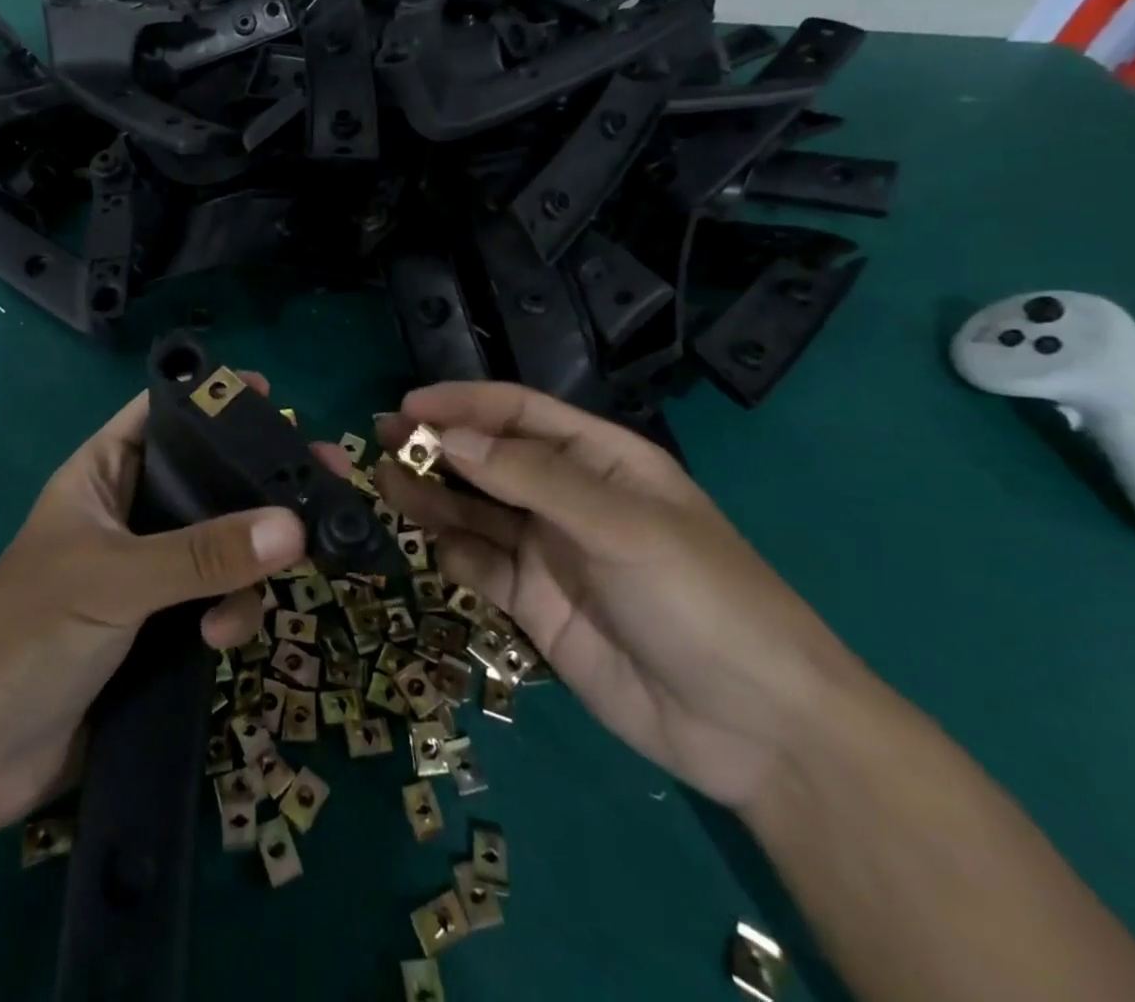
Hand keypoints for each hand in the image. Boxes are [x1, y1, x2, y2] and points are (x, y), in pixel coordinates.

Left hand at [0, 378, 306, 830]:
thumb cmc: (25, 634)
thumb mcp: (116, 579)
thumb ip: (203, 554)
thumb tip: (294, 526)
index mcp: (102, 474)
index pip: (162, 416)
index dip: (210, 400)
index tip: (270, 395)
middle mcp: (130, 514)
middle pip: (208, 481)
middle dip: (259, 485)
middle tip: (326, 478)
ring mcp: (148, 573)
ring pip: (223, 544)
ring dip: (248, 564)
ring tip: (260, 593)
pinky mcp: (161, 628)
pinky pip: (217, 600)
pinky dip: (231, 612)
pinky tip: (220, 640)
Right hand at [367, 382, 860, 810]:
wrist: (756, 731)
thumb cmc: (701, 598)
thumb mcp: (622, 525)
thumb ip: (531, 477)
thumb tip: (447, 437)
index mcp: (600, 459)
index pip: (519, 414)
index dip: (463, 404)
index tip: (408, 406)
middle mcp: (567, 497)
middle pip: (488, 459)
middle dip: (436, 445)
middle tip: (378, 439)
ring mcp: (548, 552)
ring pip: (474, 510)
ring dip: (431, 495)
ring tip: (384, 483)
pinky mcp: (533, 604)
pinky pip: (480, 565)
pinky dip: (453, 553)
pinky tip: (436, 549)